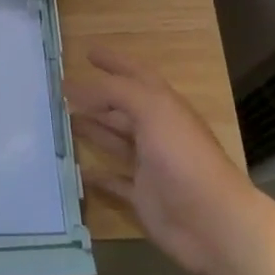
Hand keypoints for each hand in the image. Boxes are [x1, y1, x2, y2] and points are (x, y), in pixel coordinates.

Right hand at [66, 46, 271, 274]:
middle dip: (97, 98)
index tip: (88, 52)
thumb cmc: (183, 158)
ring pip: (116, 141)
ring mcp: (151, 166)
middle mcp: (157, 133)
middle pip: (123, 109)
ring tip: (62, 122)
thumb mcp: (152, 110)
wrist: (212, 222)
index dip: (115, 62)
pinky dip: (97, 176)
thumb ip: (113, 92)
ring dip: (92, 130)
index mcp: (164, 108)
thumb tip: (72, 86)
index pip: (136, 76)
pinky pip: (115, 181)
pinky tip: (76, 170)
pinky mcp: (143, 196)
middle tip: (63, 92)